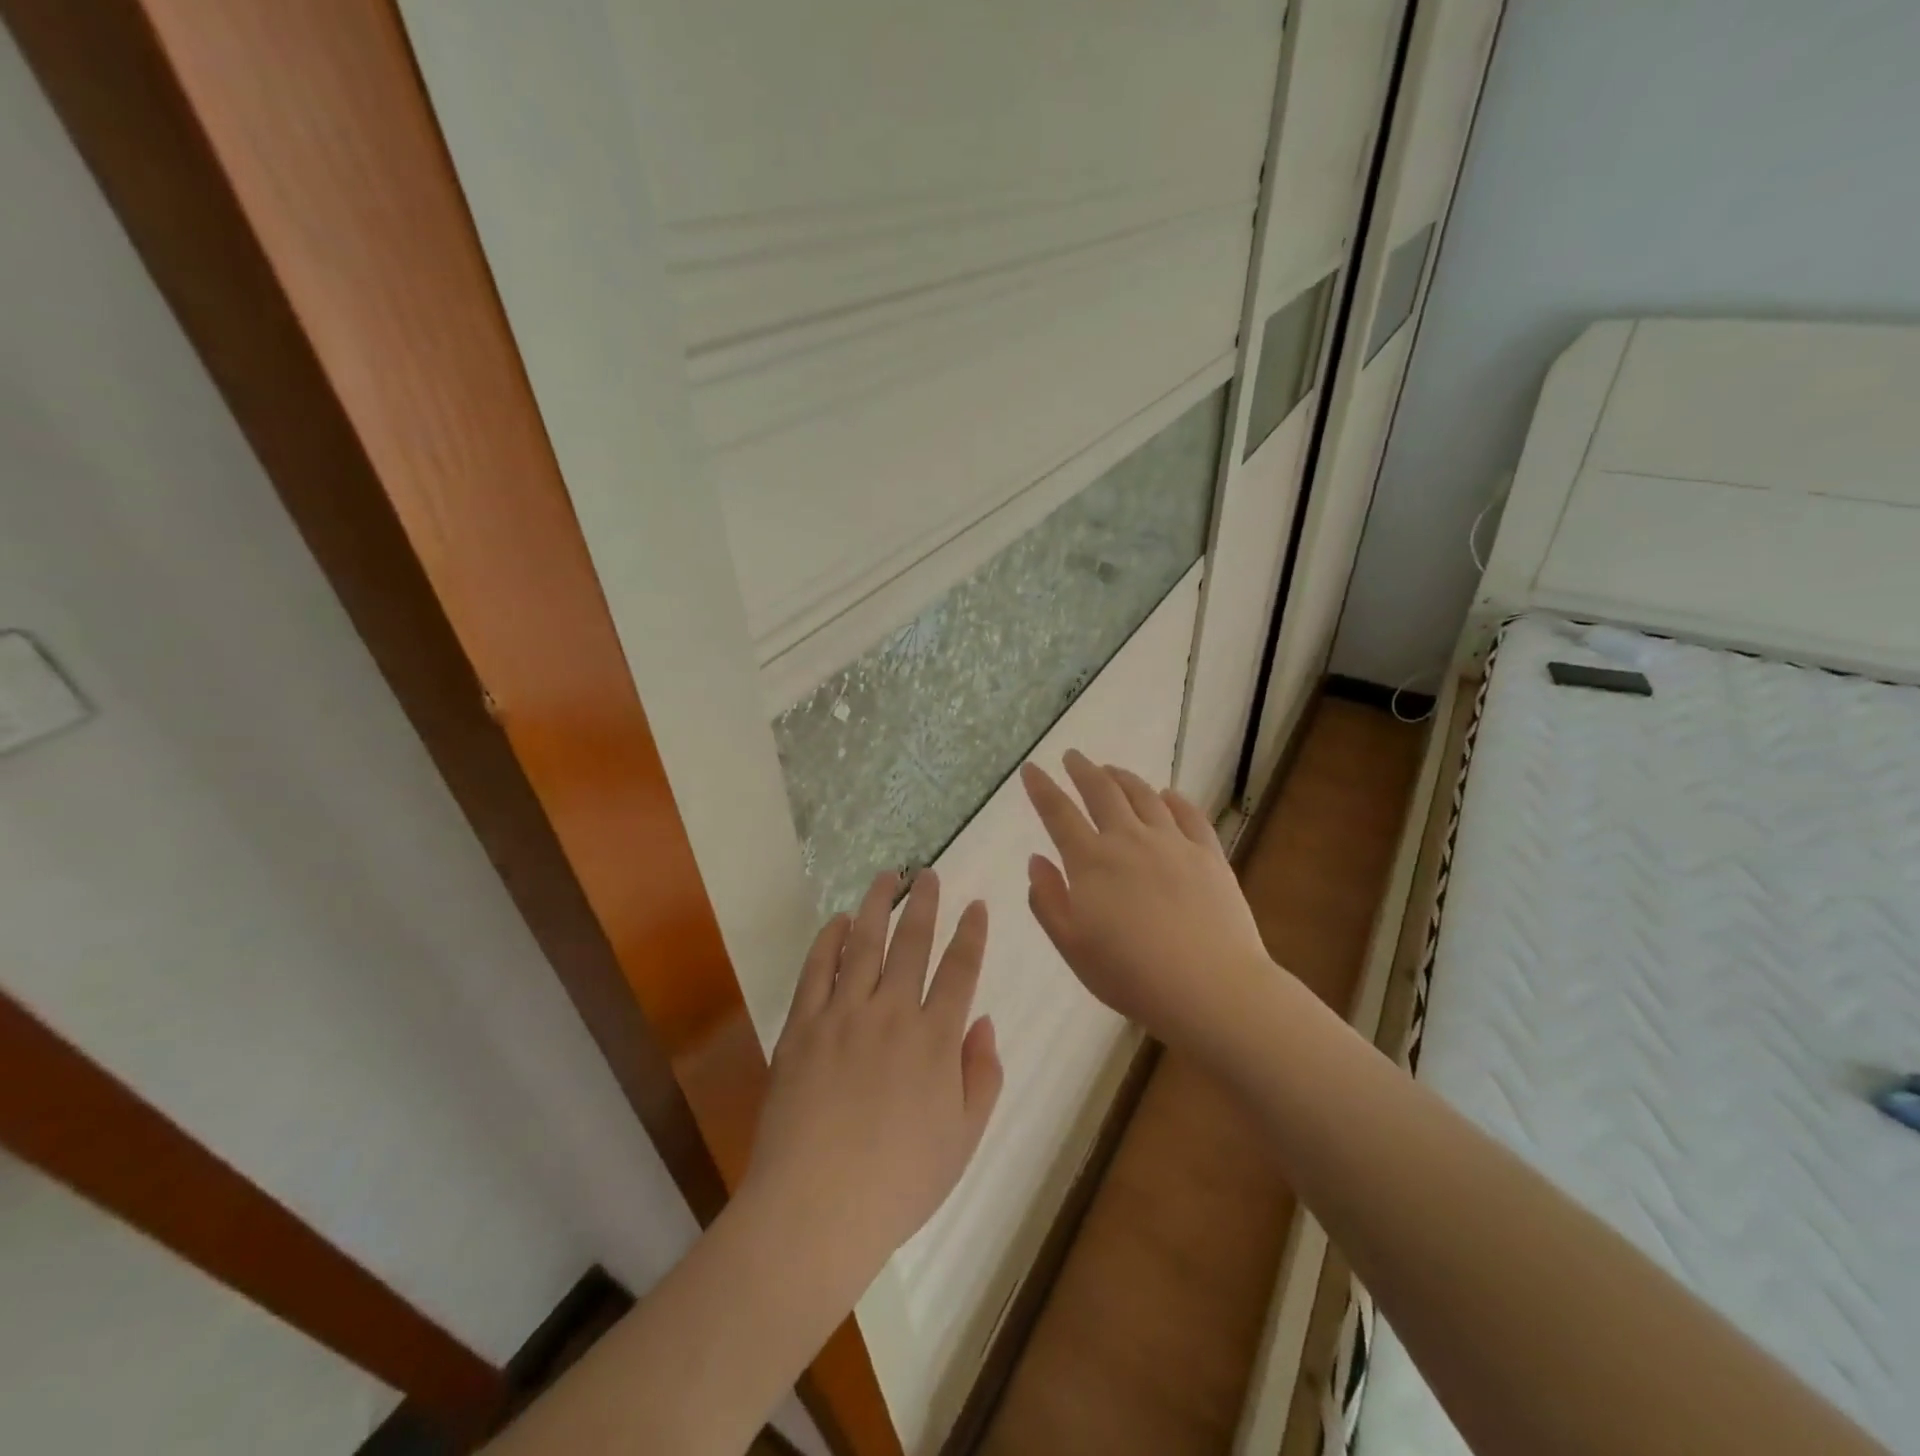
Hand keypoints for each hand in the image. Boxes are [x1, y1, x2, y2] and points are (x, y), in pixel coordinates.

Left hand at [741, 871, 1002, 1294]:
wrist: (816, 1208)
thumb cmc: (899, 1182)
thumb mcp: (963, 1139)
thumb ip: (982, 1077)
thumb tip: (985, 1024)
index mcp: (936, 1039)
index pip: (960, 970)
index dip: (971, 934)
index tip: (976, 905)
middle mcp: (892, 1013)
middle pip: (912, 942)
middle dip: (924, 903)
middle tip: (928, 873)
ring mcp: (843, 1015)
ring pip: (864, 944)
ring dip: (876, 906)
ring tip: (884, 877)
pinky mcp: (802, 1027)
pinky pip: (816, 971)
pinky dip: (827, 941)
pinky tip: (836, 922)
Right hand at [1021, 750, 1274, 1056]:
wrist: (1209, 988)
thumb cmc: (1130, 975)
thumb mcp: (1072, 946)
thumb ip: (1048, 899)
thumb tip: (1036, 860)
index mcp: (1091, 861)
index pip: (1058, 813)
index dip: (1042, 788)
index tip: (1031, 769)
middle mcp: (1129, 840)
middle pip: (1102, 792)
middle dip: (1083, 770)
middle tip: (1073, 756)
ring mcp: (1173, 843)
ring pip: (1144, 796)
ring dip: (1123, 778)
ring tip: (1112, 770)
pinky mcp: (1208, 854)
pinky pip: (1188, 814)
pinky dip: (1173, 799)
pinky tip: (1167, 795)